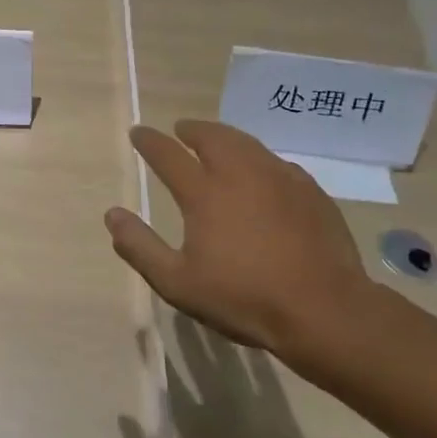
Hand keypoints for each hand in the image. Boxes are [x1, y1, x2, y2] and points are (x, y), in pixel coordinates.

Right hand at [105, 120, 405, 382]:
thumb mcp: (178, 283)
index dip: (149, 141)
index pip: (168, 154)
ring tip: (217, 141)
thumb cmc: (244, 298)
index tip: (138, 132)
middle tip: (181, 129)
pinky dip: (258, 158)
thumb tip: (112, 214)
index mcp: (205, 193)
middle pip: (212, 136)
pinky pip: (276, 162)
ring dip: (225, 137)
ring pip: (247, 143)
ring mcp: (280, 178)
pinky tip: (261, 172)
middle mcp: (241, 173)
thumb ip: (140, 247)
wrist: (324, 309)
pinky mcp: (309, 190)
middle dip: (192, 129)